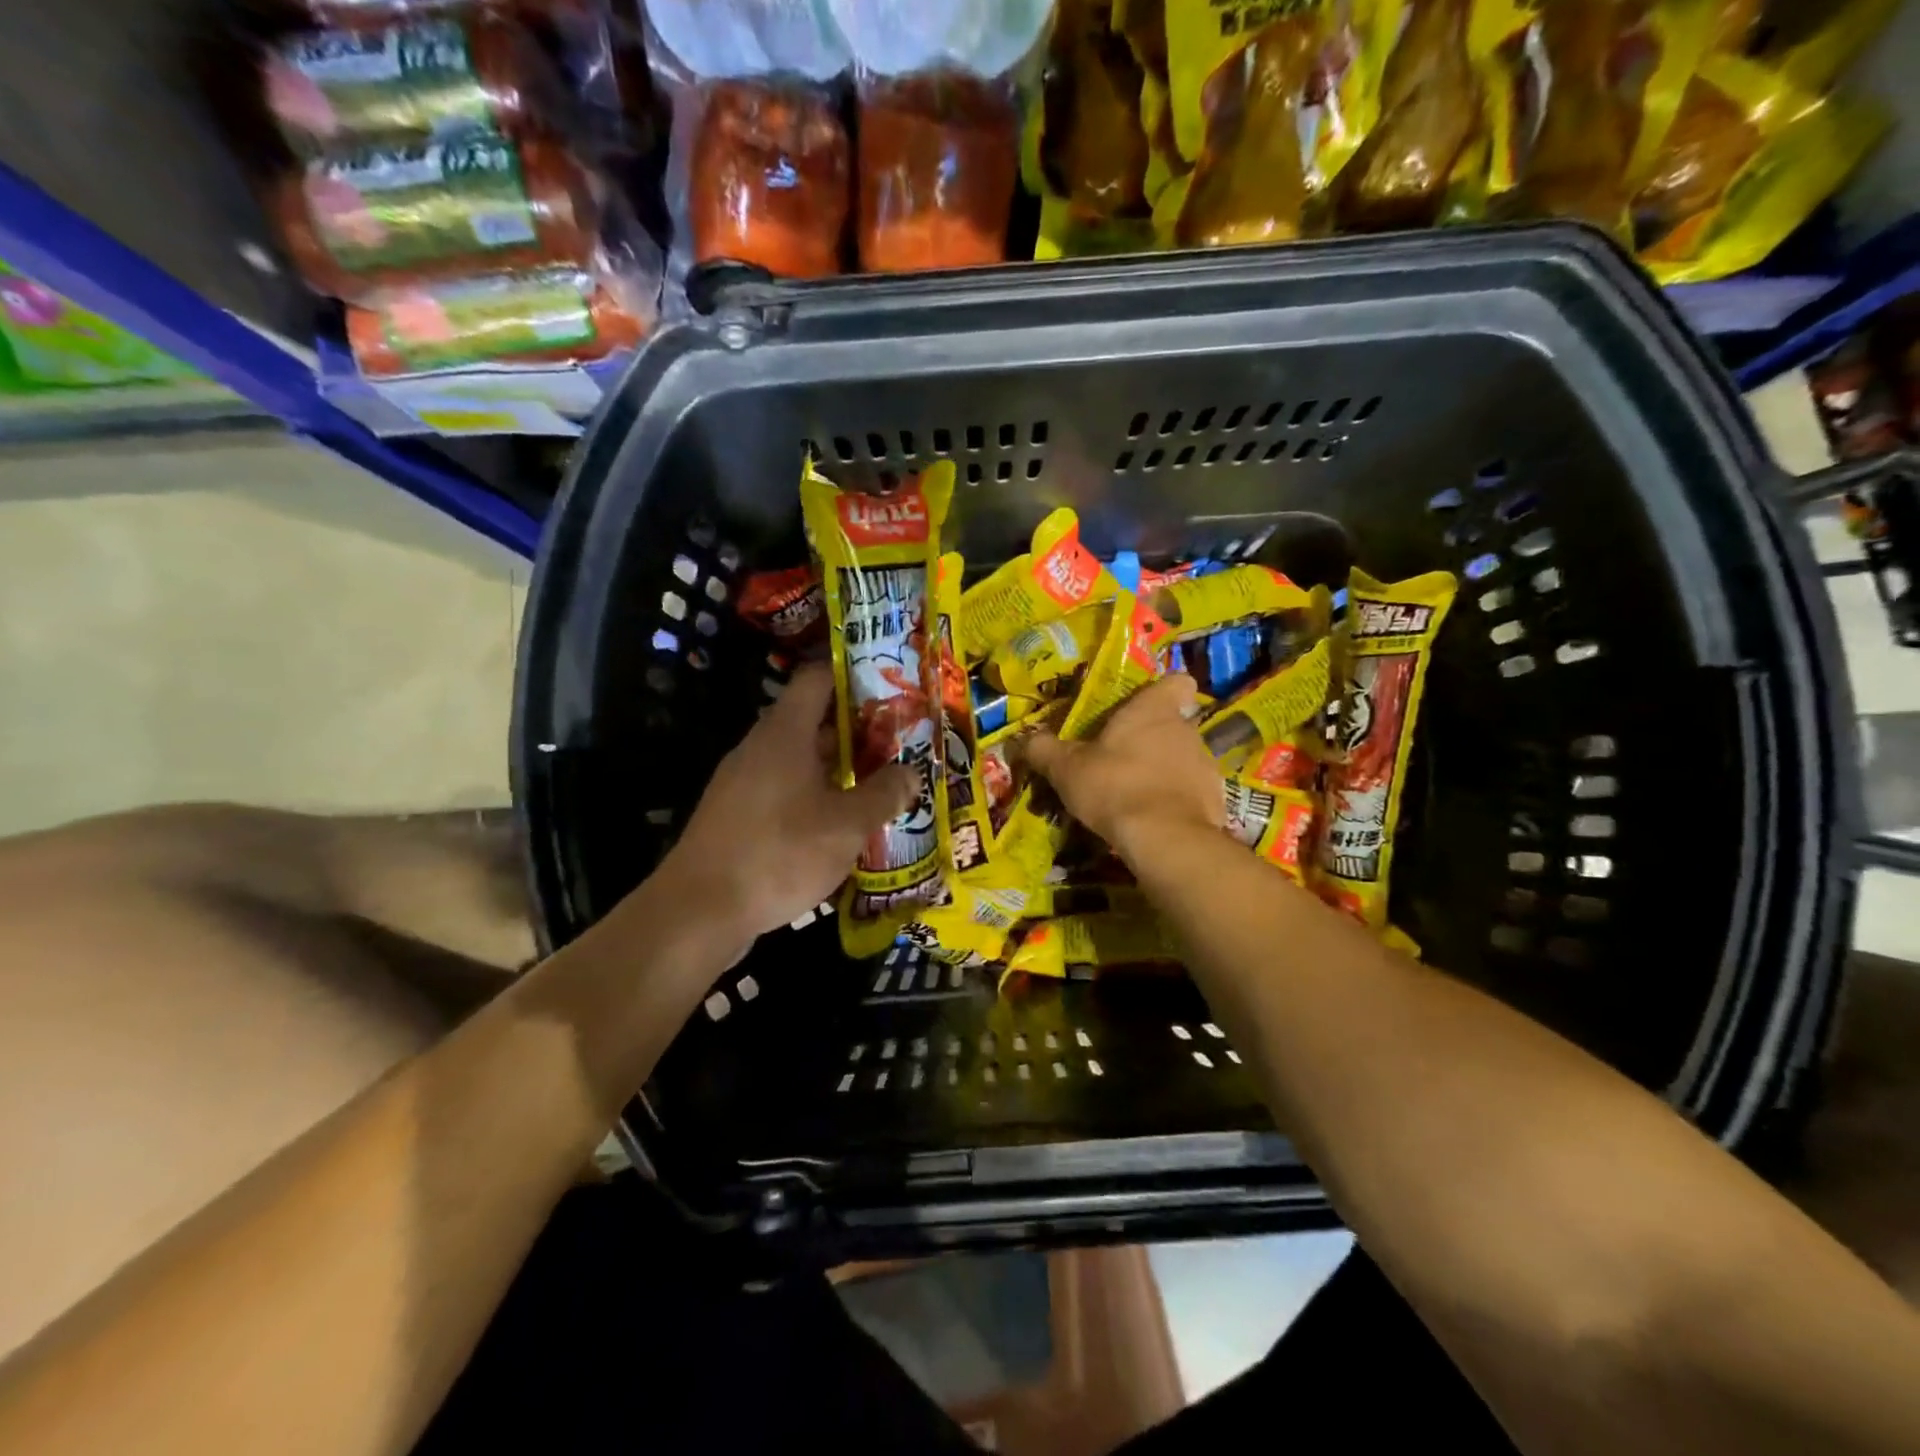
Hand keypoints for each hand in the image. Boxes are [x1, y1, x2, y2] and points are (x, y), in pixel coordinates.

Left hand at [662, 662, 917, 944]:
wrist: (698, 912)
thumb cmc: (779, 854)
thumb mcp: (847, 826)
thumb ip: (884, 794)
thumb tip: (911, 773)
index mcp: (785, 733)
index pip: (817, 679)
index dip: (853, 674)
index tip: (890, 686)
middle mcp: (760, 747)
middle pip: (813, 721)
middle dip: (858, 730)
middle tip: (900, 743)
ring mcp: (743, 782)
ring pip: (800, 760)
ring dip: (839, 768)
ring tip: (881, 784)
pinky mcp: (737, 815)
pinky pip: (784, 791)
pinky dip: (816, 796)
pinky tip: (843, 824)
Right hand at [1023, 673, 1225, 865]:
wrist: (1165, 838)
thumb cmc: (1114, 787)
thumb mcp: (1066, 768)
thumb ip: (1044, 749)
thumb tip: (1022, 739)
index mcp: (1154, 710)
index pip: (1177, 681)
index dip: (1162, 692)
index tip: (1142, 708)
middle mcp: (1186, 730)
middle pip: (1174, 723)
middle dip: (1152, 739)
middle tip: (1121, 761)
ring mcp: (1206, 765)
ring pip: (1184, 758)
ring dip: (1164, 771)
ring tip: (1135, 795)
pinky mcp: (1215, 799)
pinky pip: (1193, 792)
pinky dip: (1177, 802)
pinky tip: (1154, 820)